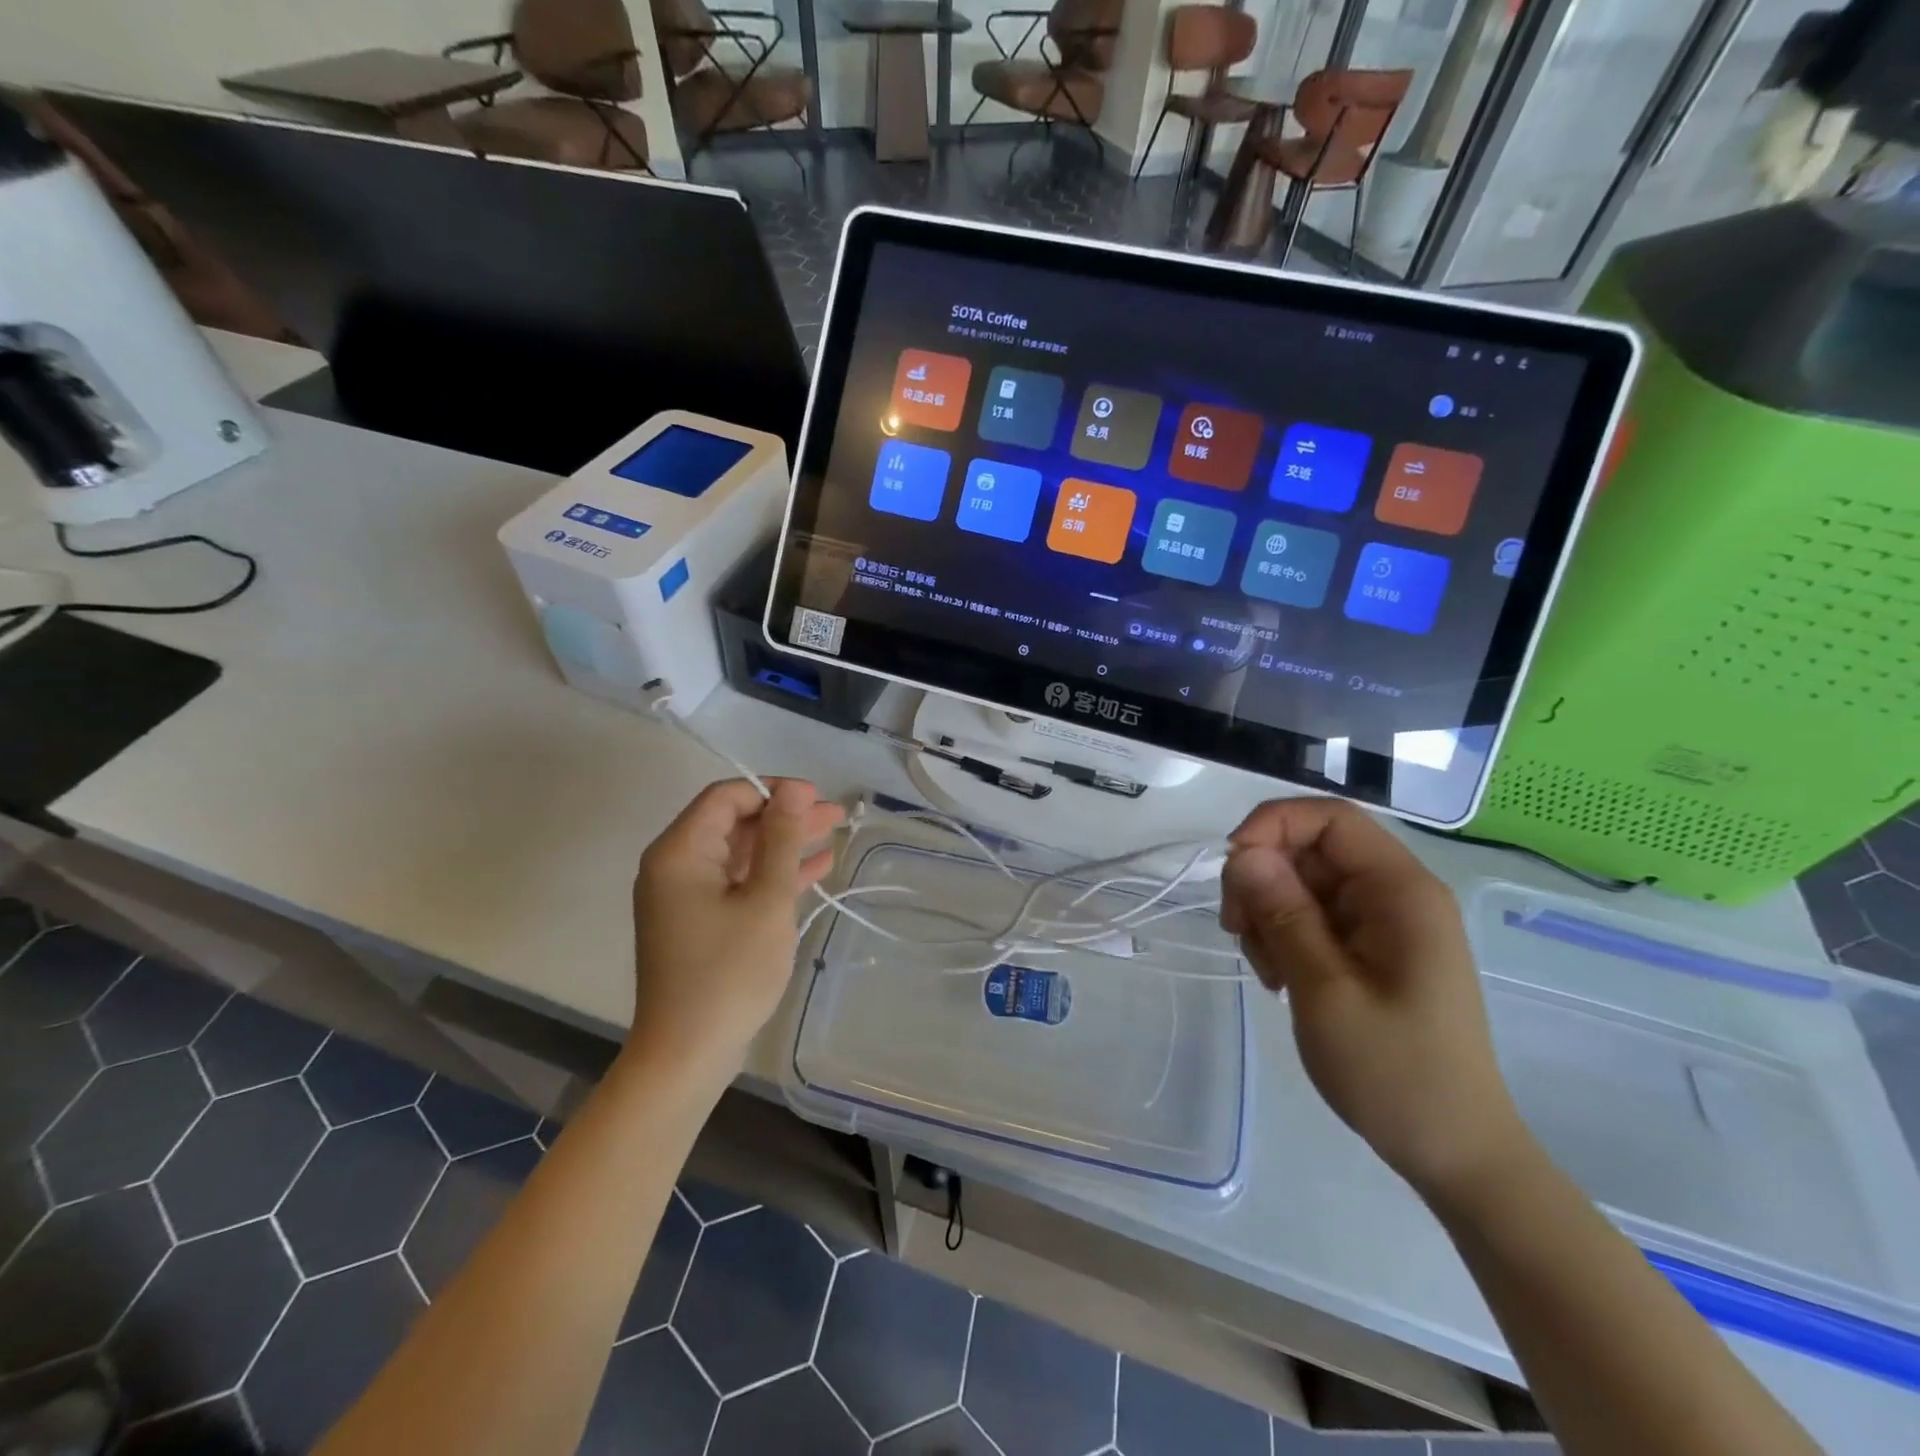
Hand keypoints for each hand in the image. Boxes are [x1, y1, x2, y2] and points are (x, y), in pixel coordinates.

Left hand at [628, 779, 843, 1078]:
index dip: (773, 790)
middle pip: (735, 822)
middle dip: (785, 816)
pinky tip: (815, 870)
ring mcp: (685, 896)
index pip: (727, 797)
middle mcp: (675, 866)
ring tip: (834, 834)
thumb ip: (781, 840)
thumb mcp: (766, 900)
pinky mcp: (699, 921)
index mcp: (680, 852)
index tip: (817, 798)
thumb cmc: (729, 973)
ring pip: (740, 853)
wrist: (687, 1055)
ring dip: (784, 844)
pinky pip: (738, 882)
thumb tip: (794, 789)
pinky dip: (772, 875)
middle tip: (836, 815)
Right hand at [1220, 797, 1533, 1200]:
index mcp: (1400, 892)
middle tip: (1238, 932)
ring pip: (1300, 883)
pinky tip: (1279, 979)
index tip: (1231, 868)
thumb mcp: (1325, 990)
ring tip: (1267, 970)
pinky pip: (1308, 917)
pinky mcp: (1366, 949)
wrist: (1452, 1153)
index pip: (1330, 819)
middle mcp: (1393, 895)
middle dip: (1261, 879)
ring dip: (1266, 913)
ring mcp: (1379, 923)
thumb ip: (1283, 914)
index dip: (1272, 825)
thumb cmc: (1395, 1071)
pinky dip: (1281, 937)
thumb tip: (1242, 853)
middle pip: (1308, 850)